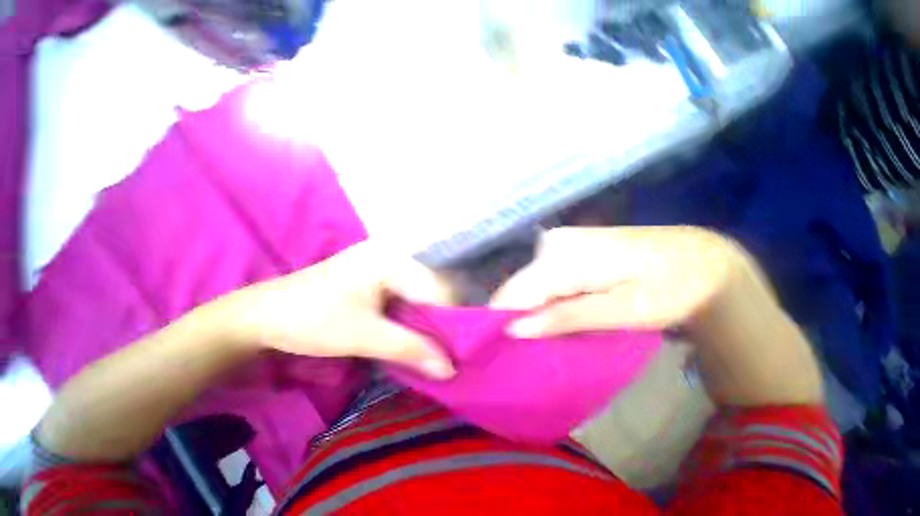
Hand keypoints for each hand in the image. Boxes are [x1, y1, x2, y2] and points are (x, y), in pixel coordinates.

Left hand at [231, 242, 456, 378]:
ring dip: (427, 319)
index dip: (452, 318)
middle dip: (441, 320)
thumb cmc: (312, 320)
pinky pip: (407, 294)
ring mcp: (386, 263)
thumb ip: (411, 350)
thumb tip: (450, 370)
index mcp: (395, 259)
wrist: (261, 316)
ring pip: (421, 293)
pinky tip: (415, 331)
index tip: (459, 348)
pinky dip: (413, 314)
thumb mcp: (364, 337)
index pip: (439, 288)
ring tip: (435, 344)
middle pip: (432, 289)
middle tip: (449, 349)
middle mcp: (395, 255)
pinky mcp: (377, 275)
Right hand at [492, 226, 822, 406]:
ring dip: (539, 308)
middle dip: (526, 317)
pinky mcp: (563, 246)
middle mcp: (551, 243)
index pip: (514, 293)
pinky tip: (567, 307)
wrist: (698, 257)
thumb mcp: (622, 312)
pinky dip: (548, 296)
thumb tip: (515, 330)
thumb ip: (565, 318)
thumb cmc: (671, 289)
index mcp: (563, 257)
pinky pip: (542, 276)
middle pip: (520, 288)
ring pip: (530, 283)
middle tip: (544, 344)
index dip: (506, 321)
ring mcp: (556, 241)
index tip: (508, 350)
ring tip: (561, 327)